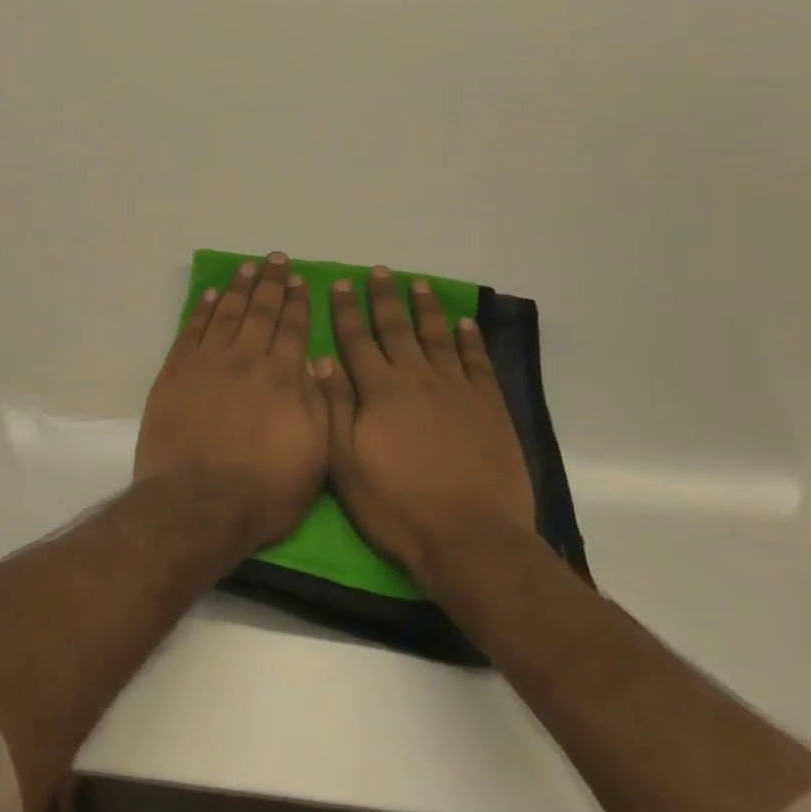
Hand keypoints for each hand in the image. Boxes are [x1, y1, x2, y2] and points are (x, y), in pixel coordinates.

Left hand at [136, 252, 329, 557]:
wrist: (196, 504)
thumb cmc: (263, 491)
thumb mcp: (314, 457)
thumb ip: (319, 405)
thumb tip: (317, 362)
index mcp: (282, 378)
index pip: (293, 328)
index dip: (298, 302)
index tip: (301, 280)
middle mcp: (246, 359)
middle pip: (261, 312)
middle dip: (272, 283)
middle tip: (277, 259)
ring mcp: (207, 362)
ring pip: (227, 313)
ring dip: (239, 288)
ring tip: (247, 267)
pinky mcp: (176, 371)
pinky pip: (192, 329)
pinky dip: (203, 309)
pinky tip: (211, 294)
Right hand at [316, 267, 535, 587]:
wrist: (471, 539)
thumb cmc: (398, 506)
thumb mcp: (346, 463)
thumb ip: (334, 407)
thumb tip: (321, 360)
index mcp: (379, 391)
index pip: (356, 339)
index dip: (346, 310)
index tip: (340, 283)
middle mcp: (416, 379)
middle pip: (396, 328)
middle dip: (384, 298)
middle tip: (379, 272)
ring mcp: (456, 390)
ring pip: (437, 337)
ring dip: (425, 308)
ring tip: (418, 283)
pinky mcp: (489, 408)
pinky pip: (477, 363)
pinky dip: (470, 340)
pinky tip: (464, 324)